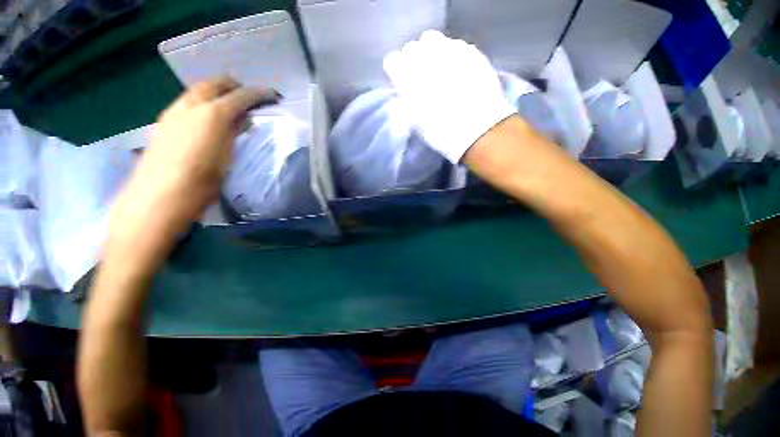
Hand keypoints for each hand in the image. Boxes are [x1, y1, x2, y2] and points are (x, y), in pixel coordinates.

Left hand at [117, 77, 277, 231]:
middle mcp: (194, 103)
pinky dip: (195, 104)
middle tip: (242, 98)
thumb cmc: (194, 190)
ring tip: (218, 107)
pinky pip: (183, 103)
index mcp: (215, 113)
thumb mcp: (223, 165)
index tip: (270, 97)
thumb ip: (233, 136)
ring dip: (212, 92)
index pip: (244, 95)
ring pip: (198, 89)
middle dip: (233, 86)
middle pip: (217, 82)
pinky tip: (195, 121)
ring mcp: (175, 111)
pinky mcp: (161, 123)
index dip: (260, 94)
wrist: (153, 204)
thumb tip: (240, 120)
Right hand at [383, 30, 515, 163]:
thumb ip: (407, 96)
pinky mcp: (471, 50)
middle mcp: (422, 52)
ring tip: (448, 66)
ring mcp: (447, 47)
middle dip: (419, 57)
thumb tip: (409, 90)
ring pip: (436, 40)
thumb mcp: (412, 118)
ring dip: (438, 50)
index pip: (393, 60)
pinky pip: (459, 46)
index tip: (407, 81)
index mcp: (402, 69)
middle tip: (428, 73)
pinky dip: (459, 54)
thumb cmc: (440, 128)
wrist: (480, 127)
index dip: (400, 70)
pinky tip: (467, 69)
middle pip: (414, 47)